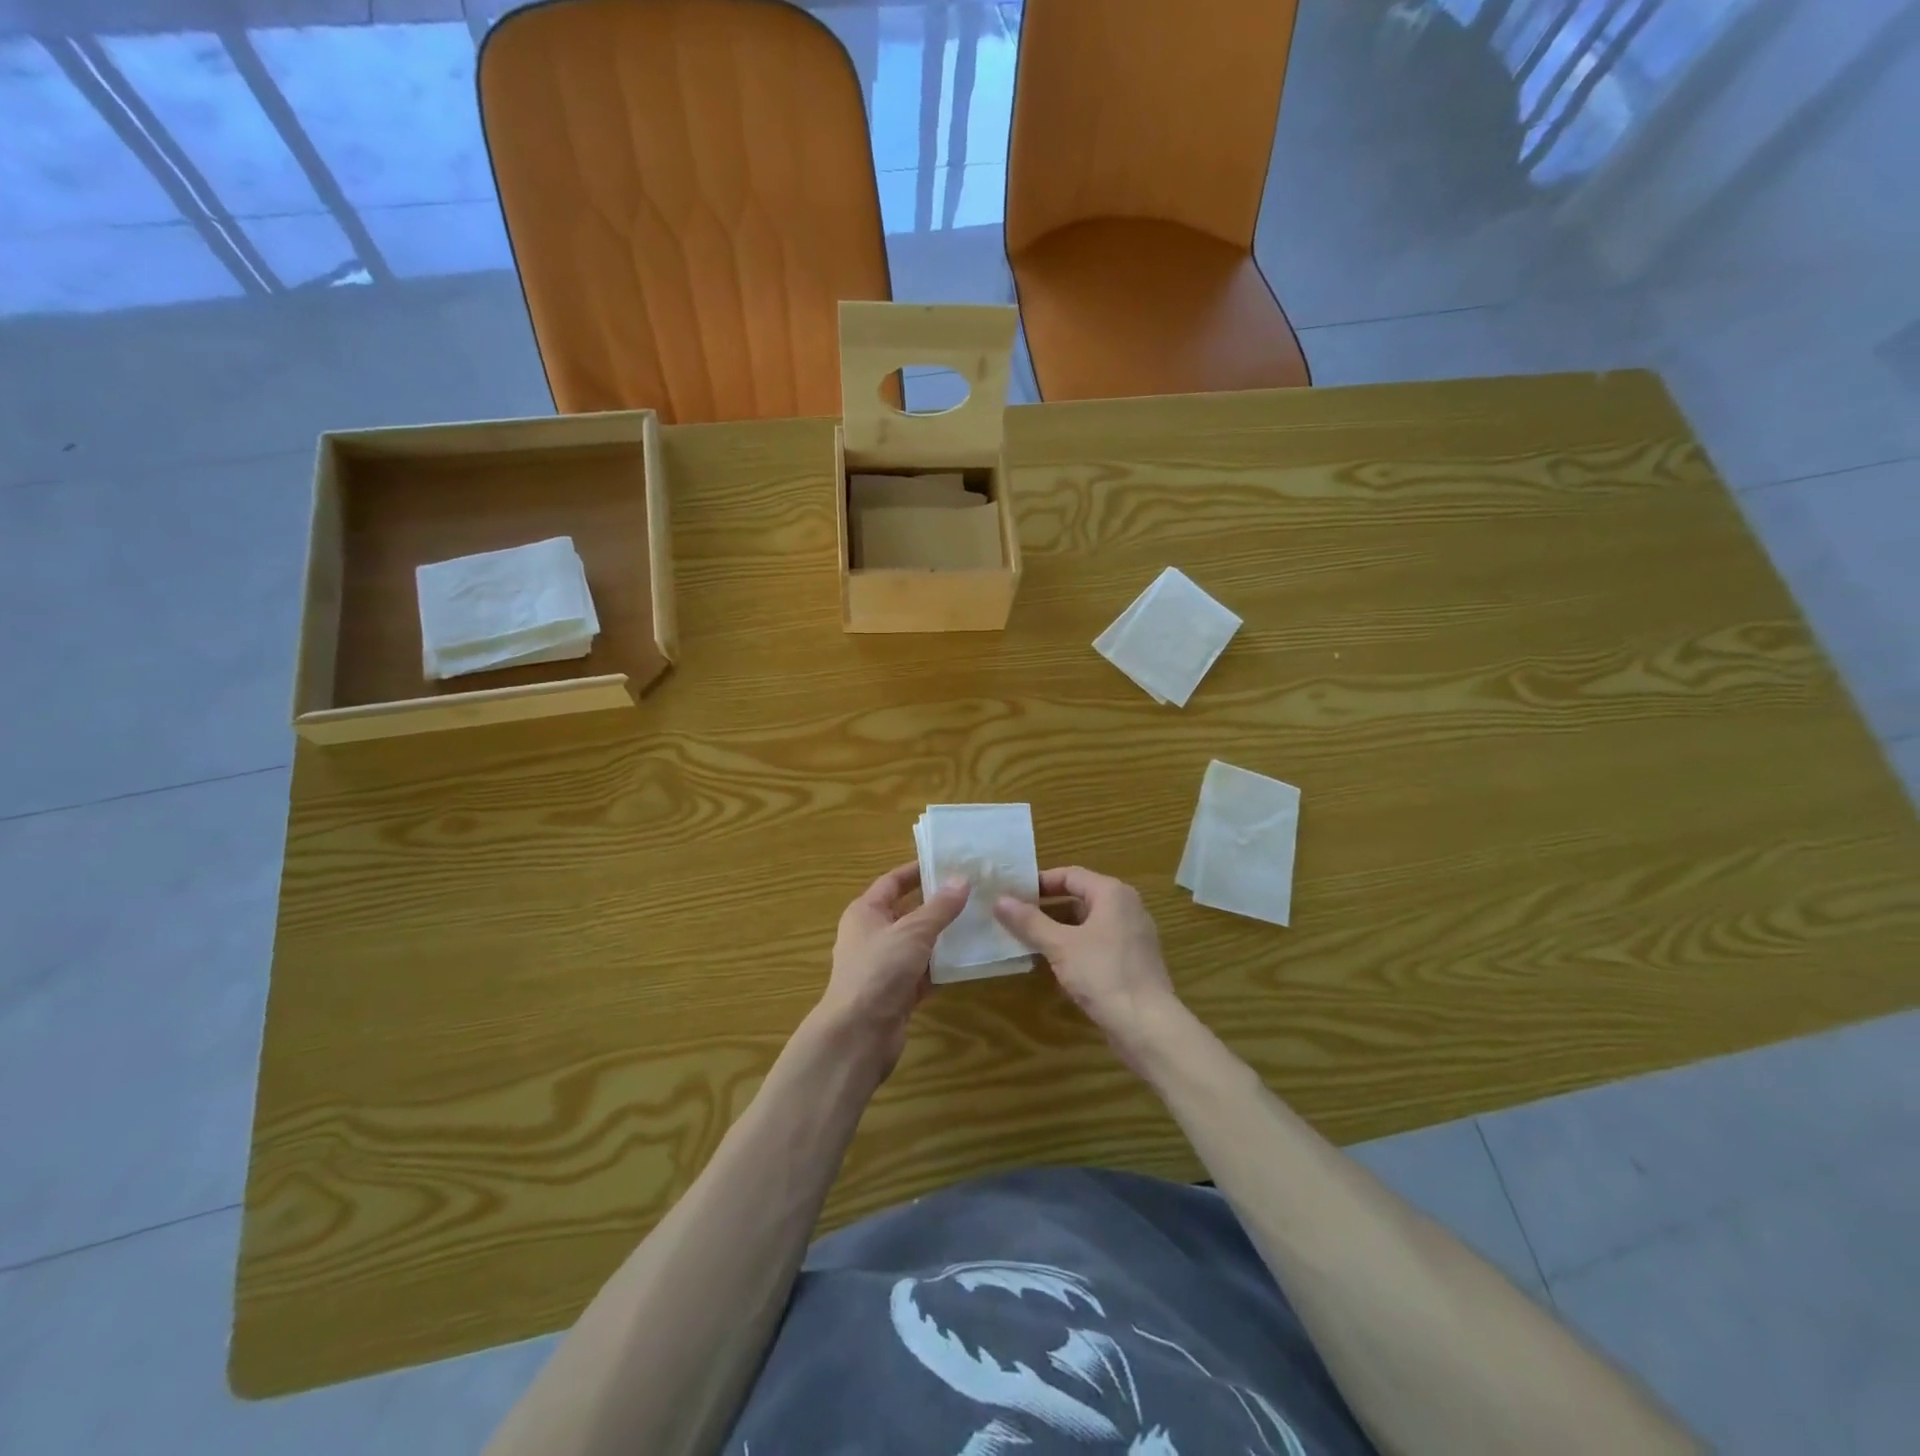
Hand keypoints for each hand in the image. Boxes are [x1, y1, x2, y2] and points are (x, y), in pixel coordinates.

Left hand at [817, 862, 968, 1078]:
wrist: (859, 1034)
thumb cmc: (880, 970)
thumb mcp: (913, 931)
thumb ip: (940, 907)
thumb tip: (962, 879)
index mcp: (865, 912)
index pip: (892, 882)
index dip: (918, 871)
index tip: (948, 863)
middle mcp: (872, 935)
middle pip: (908, 912)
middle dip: (938, 904)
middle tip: (973, 892)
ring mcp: (884, 966)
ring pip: (919, 944)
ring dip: (944, 936)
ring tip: (979, 921)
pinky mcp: (897, 993)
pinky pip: (925, 972)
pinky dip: (943, 966)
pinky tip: (970, 959)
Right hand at [994, 867, 1182, 1068]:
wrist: (1148, 1026)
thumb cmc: (1103, 974)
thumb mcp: (1060, 946)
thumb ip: (1029, 921)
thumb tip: (999, 900)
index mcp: (1112, 894)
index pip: (1070, 875)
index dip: (1040, 882)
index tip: (1013, 893)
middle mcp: (1127, 907)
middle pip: (1080, 898)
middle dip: (1046, 907)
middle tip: (1015, 916)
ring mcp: (1133, 935)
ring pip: (1088, 923)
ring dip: (1058, 929)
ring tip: (1027, 939)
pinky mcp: (1133, 961)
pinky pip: (1098, 943)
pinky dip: (1075, 947)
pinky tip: (1054, 964)